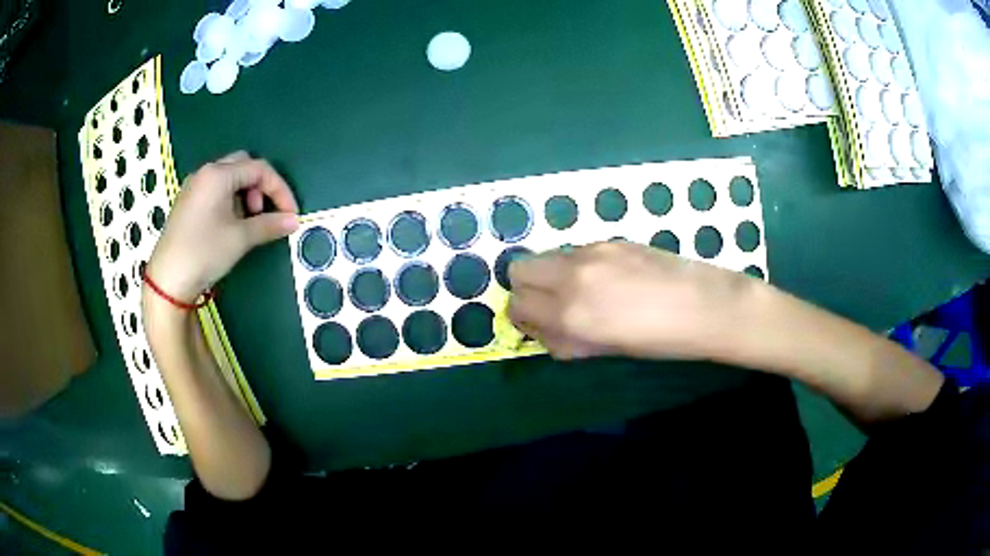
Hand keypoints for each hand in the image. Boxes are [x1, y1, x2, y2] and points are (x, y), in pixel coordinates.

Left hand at [145, 152, 299, 302]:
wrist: (168, 280)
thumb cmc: (204, 252)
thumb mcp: (240, 238)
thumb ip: (269, 225)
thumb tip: (293, 221)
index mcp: (219, 174)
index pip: (259, 169)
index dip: (280, 189)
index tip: (290, 214)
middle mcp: (206, 172)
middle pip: (243, 166)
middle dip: (260, 187)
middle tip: (262, 213)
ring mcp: (194, 186)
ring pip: (229, 177)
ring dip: (245, 194)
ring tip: (246, 222)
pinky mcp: (187, 201)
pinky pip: (215, 189)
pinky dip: (230, 200)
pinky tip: (228, 224)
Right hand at [508, 241, 765, 360]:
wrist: (705, 306)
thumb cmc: (660, 341)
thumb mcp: (605, 351)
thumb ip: (565, 340)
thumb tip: (543, 331)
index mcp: (571, 315)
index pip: (516, 305)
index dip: (522, 318)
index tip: (538, 325)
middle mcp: (572, 277)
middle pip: (519, 269)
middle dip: (527, 289)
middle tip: (551, 306)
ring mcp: (591, 252)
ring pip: (546, 256)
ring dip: (551, 275)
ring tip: (585, 294)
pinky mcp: (610, 239)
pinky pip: (575, 252)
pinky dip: (577, 266)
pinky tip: (610, 280)